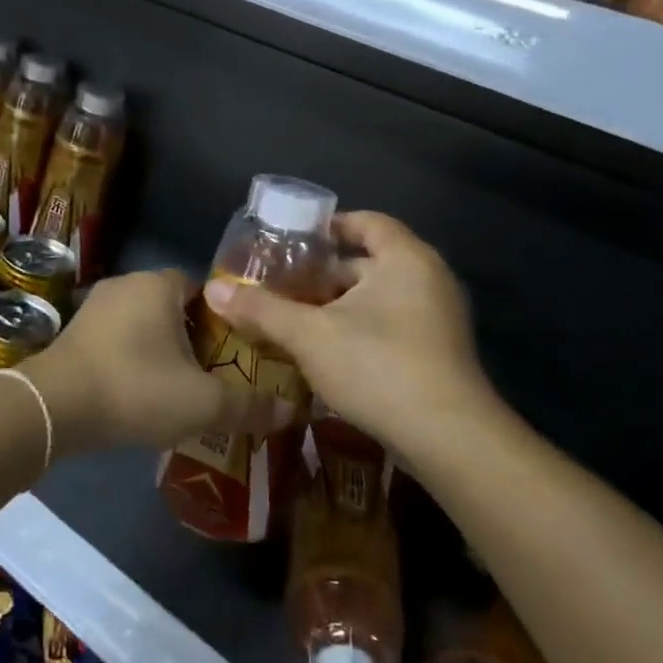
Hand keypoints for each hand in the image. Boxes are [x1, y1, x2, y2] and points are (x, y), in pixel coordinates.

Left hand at [19, 269, 293, 456]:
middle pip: (175, 306)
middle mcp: (127, 284)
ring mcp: (95, 306)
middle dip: (195, 336)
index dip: (225, 318)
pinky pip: (118, 338)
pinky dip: (133, 358)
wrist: (54, 407)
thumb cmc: (136, 389)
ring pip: (144, 323)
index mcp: (159, 285)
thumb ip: (248, 406)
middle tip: (215, 372)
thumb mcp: (201, 403)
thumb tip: (291, 411)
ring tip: (180, 386)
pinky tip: (140, 391)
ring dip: (162, 349)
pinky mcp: (75, 332)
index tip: (238, 350)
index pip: (205, 289)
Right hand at [201, 211, 500, 464]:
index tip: (292, 240)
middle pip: (368, 262)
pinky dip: (358, 329)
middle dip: (323, 275)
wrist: (449, 440)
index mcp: (405, 259)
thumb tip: (213, 290)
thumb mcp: (309, 335)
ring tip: (294, 319)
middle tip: (281, 285)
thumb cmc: (378, 366)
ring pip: (378, 298)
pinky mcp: (438, 353)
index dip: (329, 227)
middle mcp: (428, 279)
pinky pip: (391, 325)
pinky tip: (325, 353)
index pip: (367, 222)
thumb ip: (261, 309)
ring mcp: (438, 318)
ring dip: (338, 306)